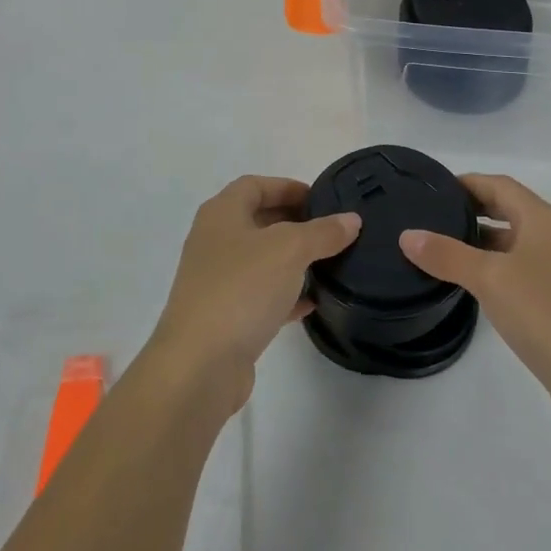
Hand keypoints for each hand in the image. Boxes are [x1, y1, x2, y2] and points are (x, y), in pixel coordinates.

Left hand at [149, 176, 359, 413]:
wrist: (200, 365)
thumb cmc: (242, 289)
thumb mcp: (290, 250)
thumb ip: (323, 232)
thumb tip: (351, 220)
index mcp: (222, 214)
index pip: (255, 185)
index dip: (288, 186)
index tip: (322, 199)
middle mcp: (214, 242)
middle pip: (258, 220)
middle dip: (295, 221)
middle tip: (331, 229)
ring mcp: (217, 281)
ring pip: (261, 260)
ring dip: (293, 259)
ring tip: (330, 262)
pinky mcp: (225, 317)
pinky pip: (261, 295)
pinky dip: (286, 295)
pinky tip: (314, 301)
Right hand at [400, 174, 550, 439]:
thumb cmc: (545, 312)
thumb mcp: (490, 278)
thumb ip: (447, 255)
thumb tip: (407, 235)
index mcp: (541, 219)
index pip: (499, 185)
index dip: (466, 183)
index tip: (430, 189)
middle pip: (507, 210)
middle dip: (470, 209)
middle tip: (428, 216)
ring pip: (511, 242)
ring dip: (478, 241)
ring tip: (437, 247)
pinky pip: (515, 271)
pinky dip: (490, 268)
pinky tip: (466, 284)